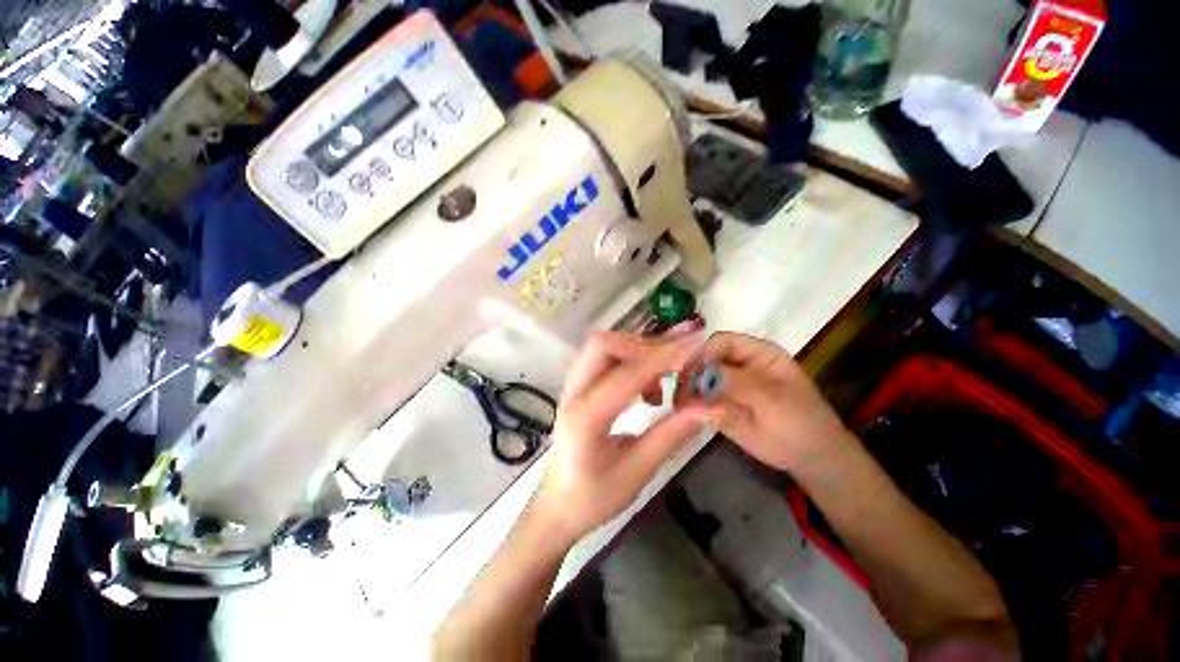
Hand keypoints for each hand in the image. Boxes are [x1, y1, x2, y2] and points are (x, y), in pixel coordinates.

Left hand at [533, 331, 705, 541]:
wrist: (556, 505)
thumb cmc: (593, 497)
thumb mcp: (637, 472)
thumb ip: (671, 435)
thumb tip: (709, 406)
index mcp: (586, 417)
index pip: (626, 374)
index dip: (663, 357)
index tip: (696, 346)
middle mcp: (574, 393)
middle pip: (603, 344)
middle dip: (643, 346)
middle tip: (677, 362)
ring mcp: (573, 387)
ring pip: (603, 347)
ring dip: (637, 352)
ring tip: (666, 375)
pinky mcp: (579, 387)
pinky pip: (604, 359)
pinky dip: (630, 361)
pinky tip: (648, 387)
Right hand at [680, 332, 852, 471]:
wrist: (810, 458)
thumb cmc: (800, 421)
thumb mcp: (772, 399)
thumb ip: (738, 383)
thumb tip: (702, 376)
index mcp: (755, 353)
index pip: (720, 342)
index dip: (703, 352)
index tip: (687, 370)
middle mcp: (737, 365)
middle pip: (704, 359)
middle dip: (689, 373)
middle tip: (679, 392)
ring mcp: (726, 385)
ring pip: (697, 380)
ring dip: (685, 390)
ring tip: (680, 405)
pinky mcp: (720, 405)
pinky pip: (699, 401)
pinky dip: (690, 406)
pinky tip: (684, 413)